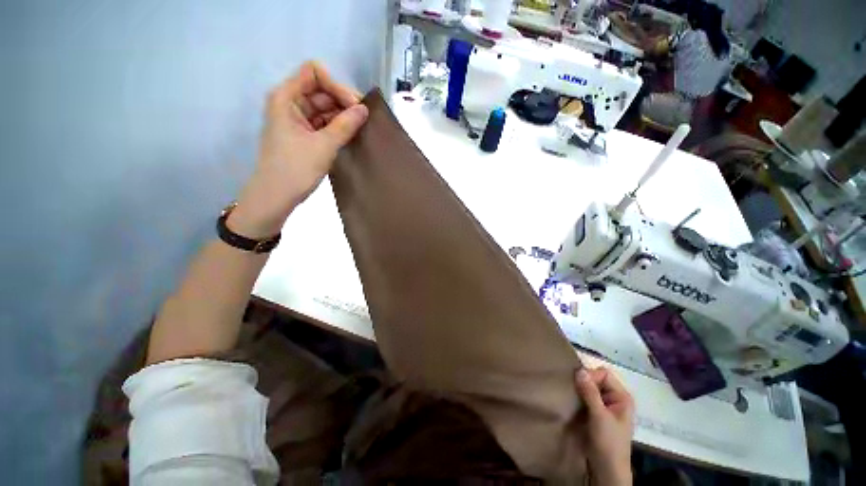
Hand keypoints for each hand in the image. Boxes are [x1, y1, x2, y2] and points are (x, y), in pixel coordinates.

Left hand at [229, 61, 368, 237]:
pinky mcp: (303, 134)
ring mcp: (296, 119)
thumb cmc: (295, 168)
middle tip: (364, 119)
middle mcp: (290, 103)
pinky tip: (351, 134)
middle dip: (343, 101)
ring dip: (342, 115)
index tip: (354, 107)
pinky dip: (337, 126)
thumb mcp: (324, 145)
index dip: (336, 85)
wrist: (277, 196)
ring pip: (324, 107)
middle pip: (321, 89)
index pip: (313, 72)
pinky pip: (323, 122)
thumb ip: (345, 125)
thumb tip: (365, 109)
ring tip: (361, 128)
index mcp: (286, 97)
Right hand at [573, 367, 634, 484]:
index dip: (591, 375)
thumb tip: (579, 370)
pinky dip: (578, 396)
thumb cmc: (608, 442)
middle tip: (571, 388)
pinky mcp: (596, 413)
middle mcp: (615, 398)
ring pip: (590, 388)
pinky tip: (572, 400)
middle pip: (597, 379)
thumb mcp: (599, 416)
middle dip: (584, 381)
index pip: (604, 374)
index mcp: (622, 397)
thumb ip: (590, 392)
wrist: (606, 469)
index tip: (577, 383)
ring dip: (579, 389)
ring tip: (569, 392)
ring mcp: (606, 406)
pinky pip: (586, 397)